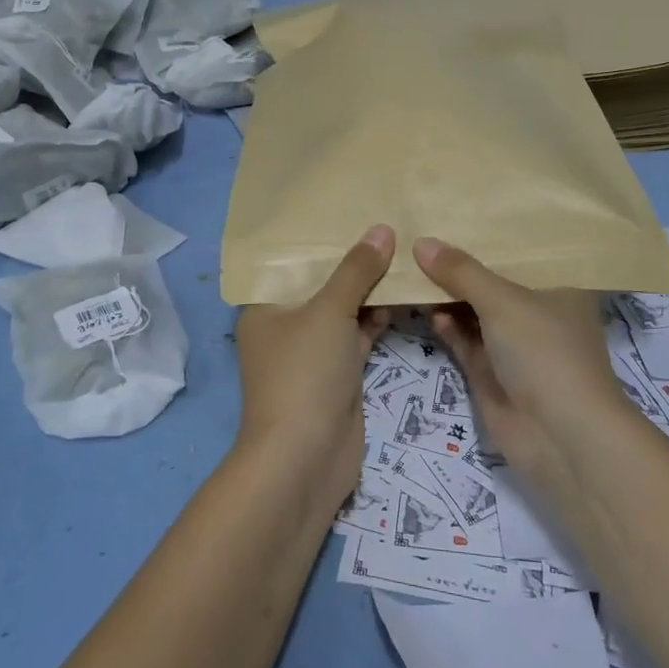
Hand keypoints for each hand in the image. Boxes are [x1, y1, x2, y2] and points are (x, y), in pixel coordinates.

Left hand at [233, 225, 394, 511]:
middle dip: (352, 261)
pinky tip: (403, 295)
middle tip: (387, 225)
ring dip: (368, 290)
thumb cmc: (305, 372)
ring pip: (342, 310)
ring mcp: (312, 352)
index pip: (292, 261)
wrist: (305, 458)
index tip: (352, 209)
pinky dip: (376, 319)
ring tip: (403, 252)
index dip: (321, 237)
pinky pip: (357, 335)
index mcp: (265, 306)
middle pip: (321, 284)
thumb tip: (383, 229)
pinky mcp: (337, 374)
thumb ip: (356, 270)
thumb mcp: (330, 311)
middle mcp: (285, 325)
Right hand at [412, 237, 637, 482]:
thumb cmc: (544, 351)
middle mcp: (538, 312)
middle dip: (461, 265)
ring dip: (448, 295)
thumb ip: (461, 271)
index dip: (490, 234)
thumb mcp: (503, 301)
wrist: (560, 437)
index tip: (455, 210)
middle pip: (494, 281)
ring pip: (475, 311)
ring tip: (412, 268)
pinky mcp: (492, 373)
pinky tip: (425, 308)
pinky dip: (447, 325)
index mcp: (558, 287)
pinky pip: (464, 340)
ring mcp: (514, 345)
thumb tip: (421, 242)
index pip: (523, 251)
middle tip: (420, 236)